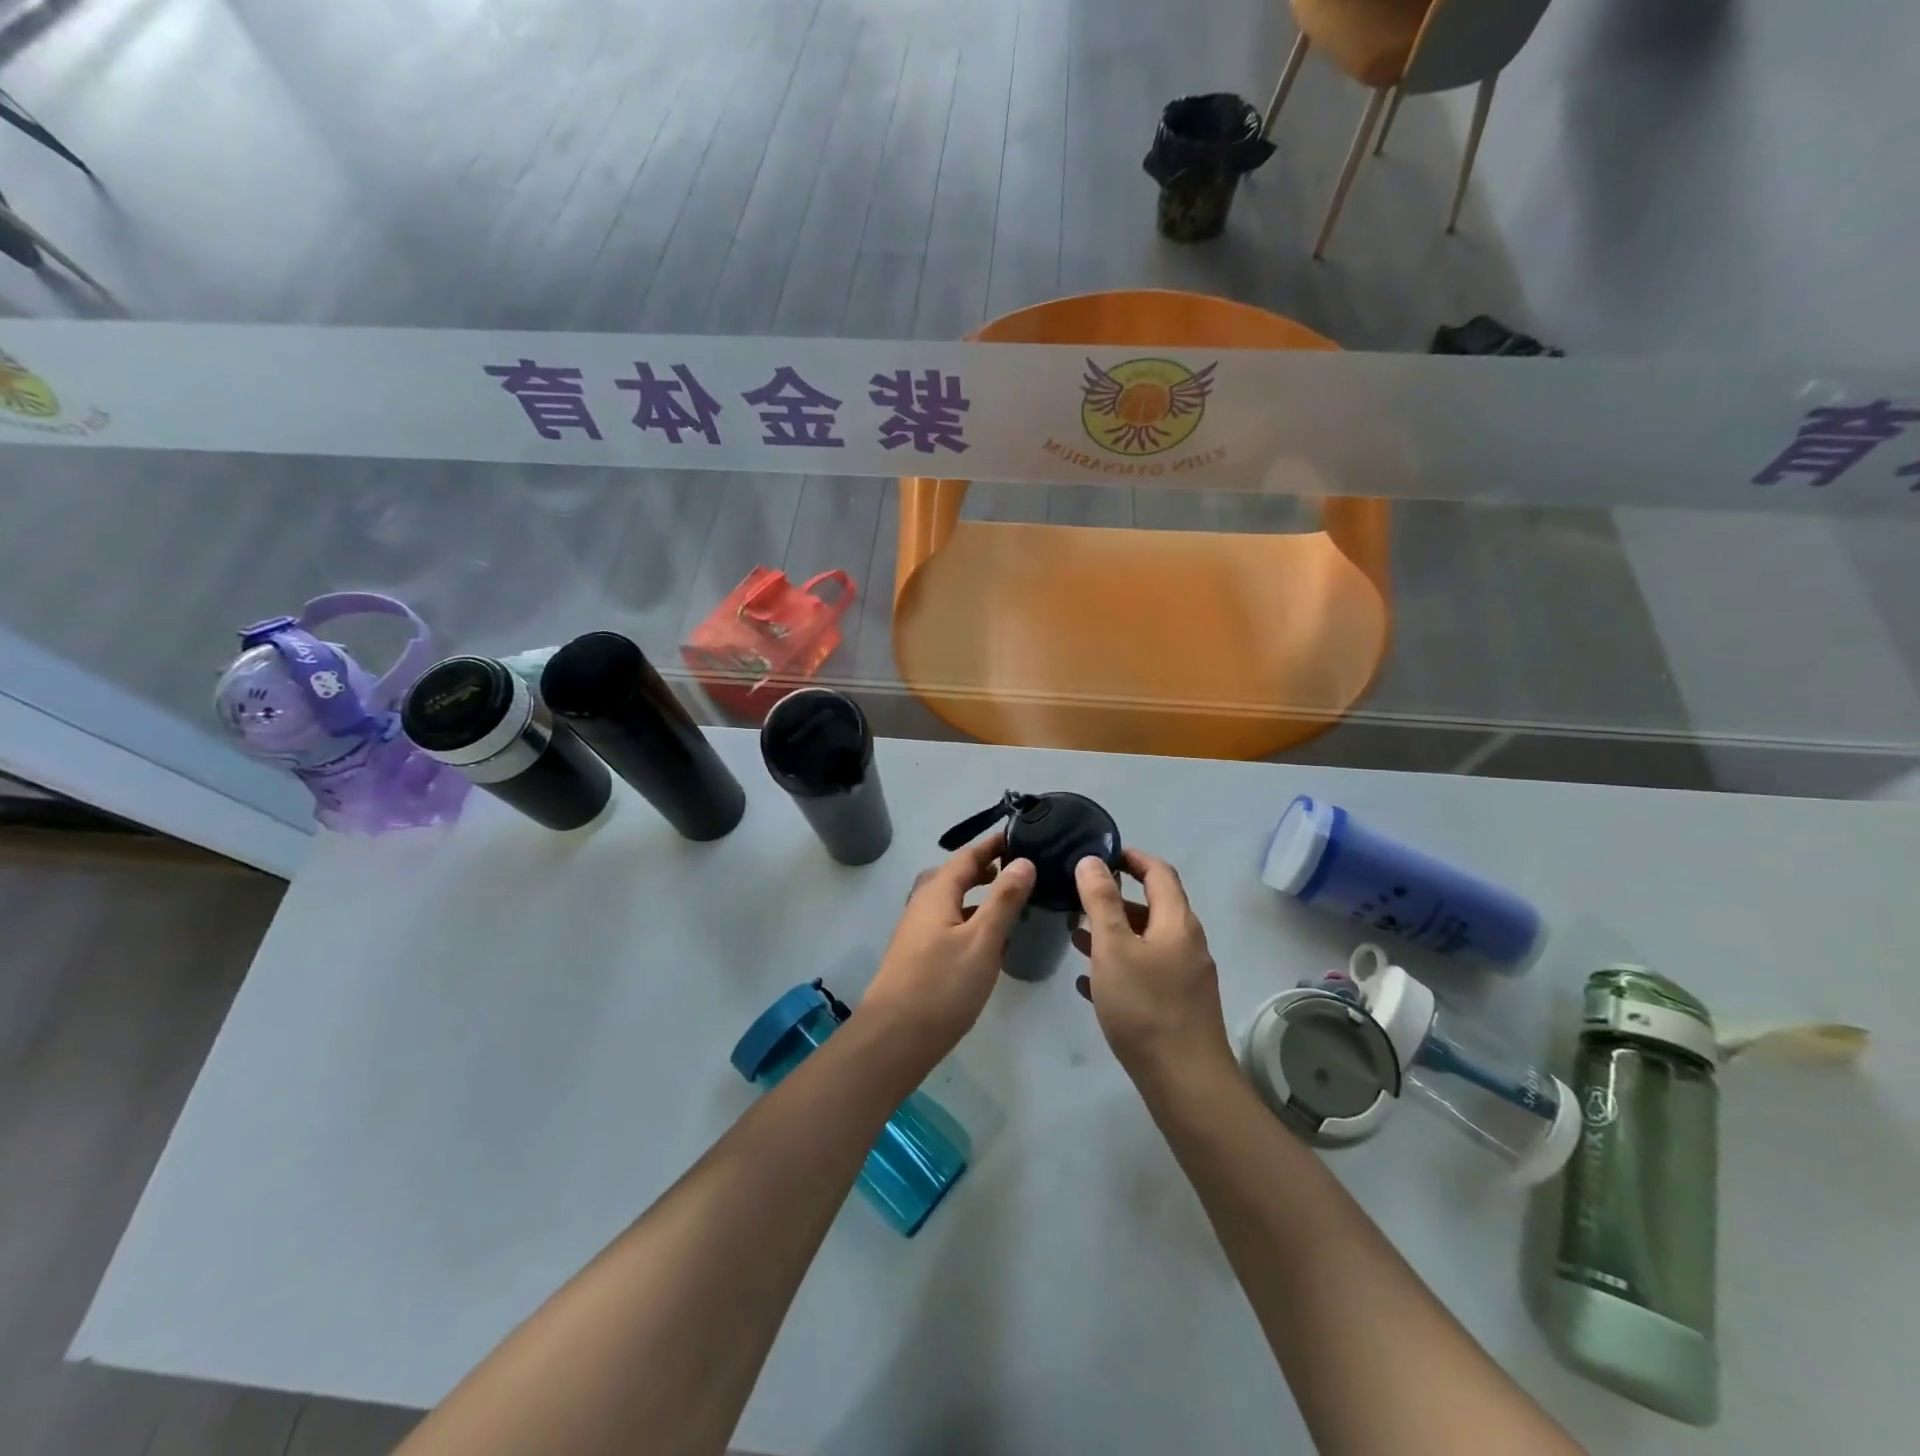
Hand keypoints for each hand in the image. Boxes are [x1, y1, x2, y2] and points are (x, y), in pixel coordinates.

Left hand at [859, 832, 1035, 1058]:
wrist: (893, 1039)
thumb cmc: (942, 985)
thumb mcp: (982, 940)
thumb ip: (1003, 900)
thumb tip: (1023, 861)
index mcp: (936, 893)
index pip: (966, 857)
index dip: (991, 845)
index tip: (1018, 835)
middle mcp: (921, 905)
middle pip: (953, 876)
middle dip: (982, 869)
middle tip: (1014, 868)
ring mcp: (915, 933)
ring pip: (949, 902)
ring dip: (975, 896)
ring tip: (1007, 903)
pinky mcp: (916, 957)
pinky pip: (946, 925)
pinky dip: (968, 921)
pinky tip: (986, 944)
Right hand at [1073, 849, 1233, 1081]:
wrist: (1186, 1082)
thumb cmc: (1145, 1006)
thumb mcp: (1114, 947)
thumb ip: (1101, 901)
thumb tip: (1092, 860)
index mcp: (1177, 922)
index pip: (1159, 872)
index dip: (1132, 857)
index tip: (1100, 854)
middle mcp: (1187, 944)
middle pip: (1153, 907)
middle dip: (1115, 899)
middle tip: (1079, 897)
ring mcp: (1186, 977)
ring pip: (1146, 942)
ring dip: (1114, 934)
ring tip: (1075, 938)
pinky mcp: (1179, 1006)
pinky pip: (1146, 973)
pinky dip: (1120, 967)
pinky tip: (1090, 983)